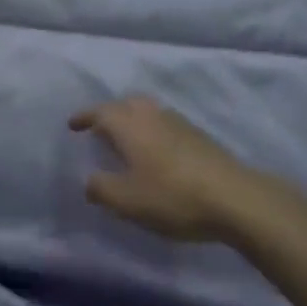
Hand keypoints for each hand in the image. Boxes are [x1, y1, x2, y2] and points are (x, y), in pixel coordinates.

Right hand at [68, 97, 259, 242]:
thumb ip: (102, 189)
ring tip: (126, 140)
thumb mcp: (128, 201)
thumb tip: (89, 180)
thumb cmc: (173, 197)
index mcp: (130, 125)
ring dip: (132, 119)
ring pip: (147, 111)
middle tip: (99, 130)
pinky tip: (155, 152)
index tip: (73, 125)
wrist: (233, 197)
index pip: (101, 112)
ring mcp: (178, 122)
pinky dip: (151, 130)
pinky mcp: (198, 135)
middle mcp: (152, 115)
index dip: (85, 117)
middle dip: (110, 113)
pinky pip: (164, 123)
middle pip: (126, 104)